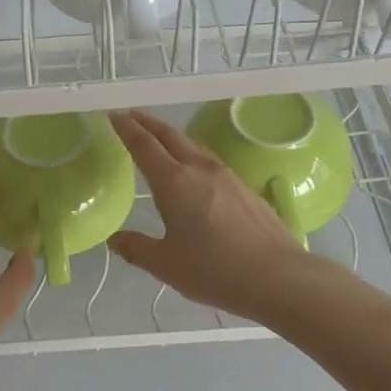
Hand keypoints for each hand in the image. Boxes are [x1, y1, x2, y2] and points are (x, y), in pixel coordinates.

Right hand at [109, 111, 312, 321]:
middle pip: (170, 136)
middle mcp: (199, 169)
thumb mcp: (165, 265)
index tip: (113, 115)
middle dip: (148, 123)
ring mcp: (226, 175)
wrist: (277, 276)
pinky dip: (191, 154)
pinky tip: (193, 169)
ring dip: (171, 137)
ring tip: (159, 139)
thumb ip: (137, 248)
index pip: (144, 145)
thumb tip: (115, 239)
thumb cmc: (214, 270)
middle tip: (131, 116)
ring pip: (192, 145)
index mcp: (174, 182)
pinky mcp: (244, 187)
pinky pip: (209, 160)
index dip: (126, 128)